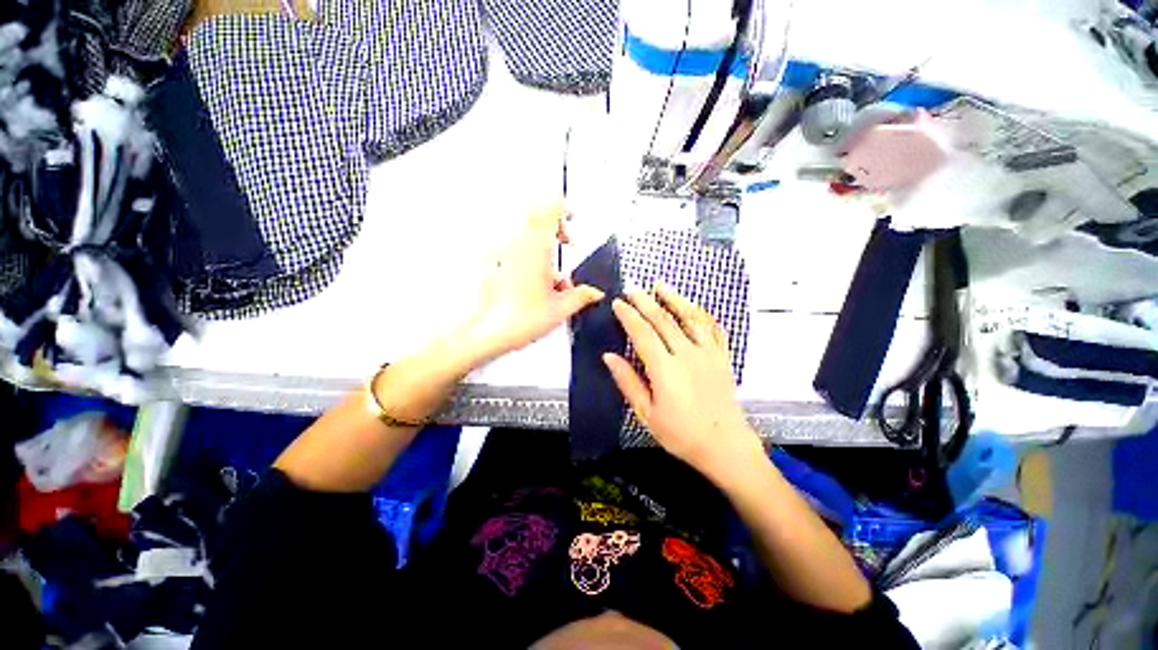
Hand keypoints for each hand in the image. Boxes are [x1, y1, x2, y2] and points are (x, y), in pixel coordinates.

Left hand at [456, 203, 603, 366]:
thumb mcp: (561, 308)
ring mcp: (504, 254)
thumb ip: (582, 296)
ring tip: (556, 277)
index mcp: (536, 249)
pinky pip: (517, 250)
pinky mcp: (495, 265)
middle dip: (555, 228)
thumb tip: (594, 293)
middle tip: (567, 241)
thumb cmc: (520, 319)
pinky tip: (539, 285)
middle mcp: (517, 246)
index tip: (574, 216)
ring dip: (545, 248)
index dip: (563, 208)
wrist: (488, 332)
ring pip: (528, 236)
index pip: (550, 211)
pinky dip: (532, 258)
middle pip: (536, 218)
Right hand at [603, 285, 762, 479]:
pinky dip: (702, 314)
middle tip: (632, 289)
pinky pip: (714, 329)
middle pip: (664, 320)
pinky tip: (694, 307)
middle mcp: (687, 354)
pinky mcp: (722, 357)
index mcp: (665, 369)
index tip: (618, 303)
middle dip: (645, 302)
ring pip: (690, 317)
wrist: (725, 446)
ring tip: (661, 285)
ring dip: (674, 298)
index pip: (642, 333)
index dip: (628, 316)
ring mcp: (708, 353)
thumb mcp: (647, 414)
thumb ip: (628, 382)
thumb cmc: (681, 434)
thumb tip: (608, 356)